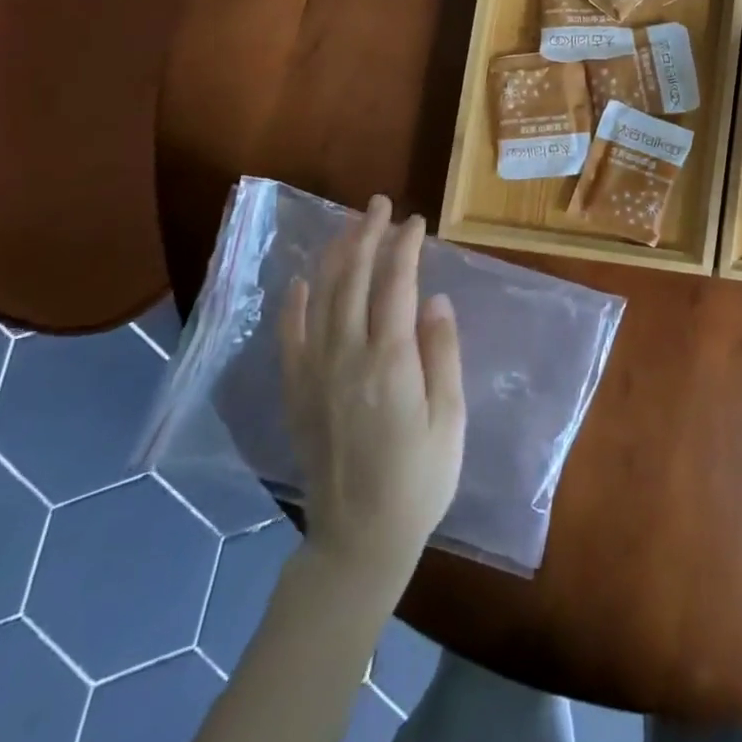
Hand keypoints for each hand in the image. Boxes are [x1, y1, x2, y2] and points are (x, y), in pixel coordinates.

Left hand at [280, 197, 465, 576]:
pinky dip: (294, 304)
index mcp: (391, 363)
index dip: (404, 248)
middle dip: (366, 236)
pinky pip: (291, 338)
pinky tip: (301, 281)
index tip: (415, 221)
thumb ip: (442, 354)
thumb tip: (436, 300)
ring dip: (335, 257)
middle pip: (353, 281)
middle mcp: (347, 358)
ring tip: (348, 226)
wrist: (359, 538)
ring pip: (321, 300)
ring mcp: (316, 375)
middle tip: (378, 204)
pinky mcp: (298, 393)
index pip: (396, 287)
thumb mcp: (450, 419)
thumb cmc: (420, 479)